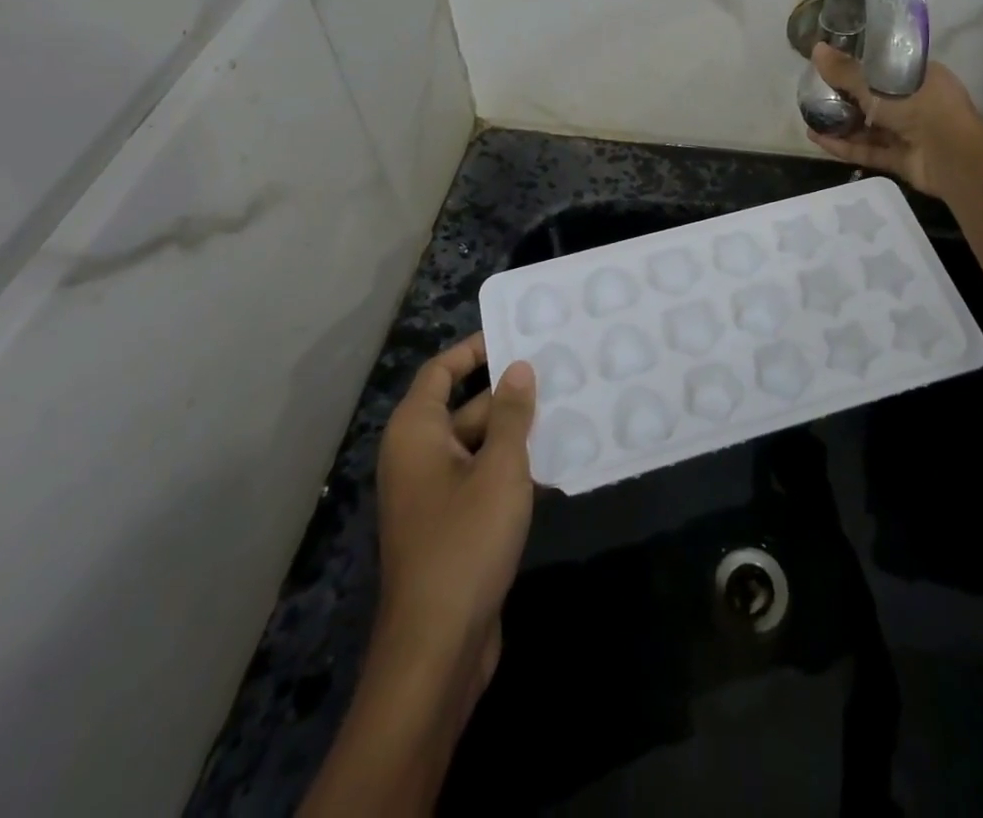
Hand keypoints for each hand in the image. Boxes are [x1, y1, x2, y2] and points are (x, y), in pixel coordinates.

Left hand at [374, 333, 535, 696]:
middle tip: (557, 372)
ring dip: (515, 432)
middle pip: (463, 407)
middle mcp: (417, 456)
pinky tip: (555, 463)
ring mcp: (433, 493)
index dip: (474, 349)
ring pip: (477, 445)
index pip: (441, 371)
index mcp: (416, 433)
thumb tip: (518, 368)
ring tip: (567, 409)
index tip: (515, 334)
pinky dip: (511, 467)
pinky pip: (482, 478)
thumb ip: (511, 414)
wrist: (437, 647)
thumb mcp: (499, 469)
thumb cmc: (465, 542)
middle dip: (507, 393)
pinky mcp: (451, 524)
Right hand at [805, 42, 982, 198]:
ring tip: (809, 118)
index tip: (832, 65)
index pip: (885, 67)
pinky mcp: (900, 159)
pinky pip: (868, 149)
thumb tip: (816, 49)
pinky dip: (845, 146)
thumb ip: (846, 71)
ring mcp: (908, 133)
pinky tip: (817, 139)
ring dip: (840, 124)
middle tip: (814, 93)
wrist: (953, 157)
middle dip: (844, 98)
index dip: (859, 65)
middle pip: (874, 98)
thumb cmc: (921, 107)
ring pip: (869, 127)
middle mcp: (915, 102)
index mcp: (918, 76)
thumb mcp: (879, 84)